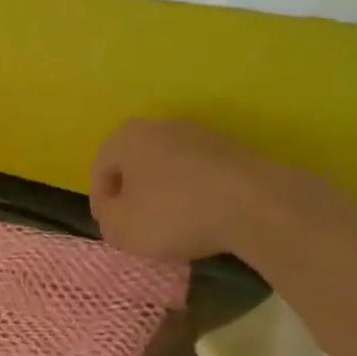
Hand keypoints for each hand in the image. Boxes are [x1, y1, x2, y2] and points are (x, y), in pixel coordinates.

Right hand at [89, 118, 313, 262]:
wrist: (257, 204)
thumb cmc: (175, 213)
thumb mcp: (123, 230)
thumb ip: (107, 221)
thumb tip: (115, 214)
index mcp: (126, 137)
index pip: (100, 170)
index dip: (101, 203)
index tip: (112, 229)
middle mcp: (160, 126)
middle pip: (136, 164)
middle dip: (134, 194)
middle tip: (139, 226)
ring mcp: (201, 134)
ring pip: (170, 168)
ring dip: (167, 194)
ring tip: (175, 226)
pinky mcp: (234, 150)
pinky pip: (202, 174)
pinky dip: (197, 194)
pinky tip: (206, 219)